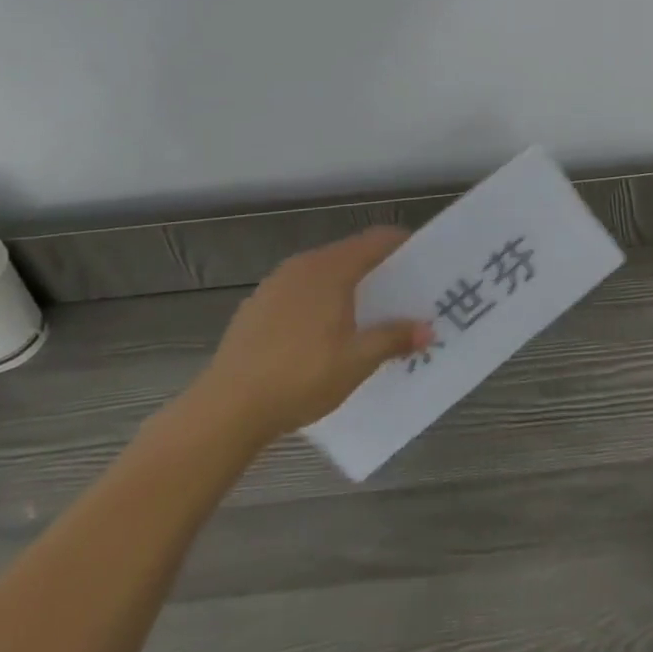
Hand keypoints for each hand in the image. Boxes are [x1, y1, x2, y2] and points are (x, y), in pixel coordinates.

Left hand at [185, 228, 431, 444]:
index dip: (403, 245)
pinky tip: (324, 336)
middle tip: (404, 295)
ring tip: (368, 317)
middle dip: (379, 271)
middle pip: (350, 255)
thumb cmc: (300, 377)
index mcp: (331, 269)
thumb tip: (427, 330)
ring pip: (323, 275)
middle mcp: (302, 266)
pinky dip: (321, 303)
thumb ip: (394, 338)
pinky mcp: (255, 309)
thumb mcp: (357, 361)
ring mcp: (274, 286)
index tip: (425, 262)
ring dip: (348, 288)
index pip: (376, 240)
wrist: (225, 410)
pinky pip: (301, 293)